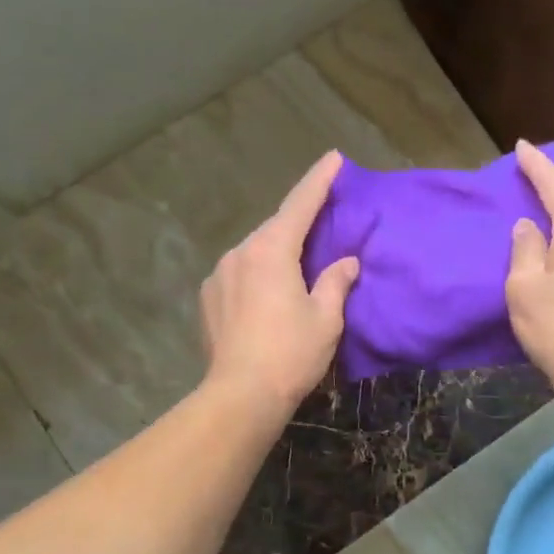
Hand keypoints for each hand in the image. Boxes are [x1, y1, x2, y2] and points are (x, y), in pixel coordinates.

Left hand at [200, 151, 358, 415]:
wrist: (240, 396)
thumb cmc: (291, 354)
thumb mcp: (326, 318)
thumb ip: (336, 281)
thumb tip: (346, 262)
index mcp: (271, 251)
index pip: (300, 204)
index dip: (319, 180)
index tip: (334, 158)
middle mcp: (239, 253)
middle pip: (275, 229)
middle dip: (298, 224)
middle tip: (322, 225)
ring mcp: (218, 275)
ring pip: (254, 253)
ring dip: (276, 254)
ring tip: (295, 272)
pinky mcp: (207, 299)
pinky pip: (239, 275)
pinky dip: (257, 276)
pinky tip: (267, 298)